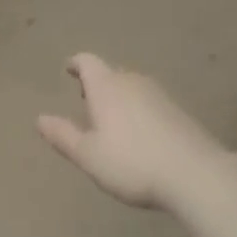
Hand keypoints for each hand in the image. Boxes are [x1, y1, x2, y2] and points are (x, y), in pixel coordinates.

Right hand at [37, 54, 228, 210]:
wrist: (196, 174)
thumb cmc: (132, 163)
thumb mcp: (88, 155)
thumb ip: (63, 135)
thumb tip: (40, 118)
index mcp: (106, 87)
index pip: (88, 62)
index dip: (76, 63)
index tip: (68, 68)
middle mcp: (132, 82)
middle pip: (111, 73)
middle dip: (97, 82)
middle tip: (85, 96)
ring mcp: (160, 95)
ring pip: (132, 86)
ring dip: (118, 96)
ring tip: (110, 117)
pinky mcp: (179, 112)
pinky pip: (150, 102)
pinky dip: (138, 109)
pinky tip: (139, 133)